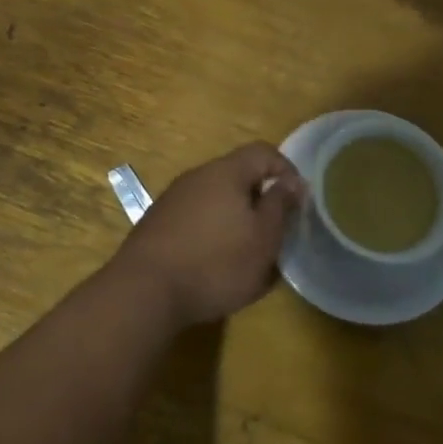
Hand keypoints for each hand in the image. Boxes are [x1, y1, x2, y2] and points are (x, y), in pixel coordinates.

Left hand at [113, 144, 305, 327]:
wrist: (144, 291)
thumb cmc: (216, 263)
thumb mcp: (263, 238)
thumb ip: (280, 205)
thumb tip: (292, 182)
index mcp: (226, 172)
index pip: (263, 152)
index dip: (287, 170)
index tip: (298, 201)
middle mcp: (197, 176)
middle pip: (238, 175)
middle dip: (260, 199)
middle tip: (274, 231)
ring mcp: (173, 199)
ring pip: (216, 198)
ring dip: (235, 218)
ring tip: (246, 251)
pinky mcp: (157, 224)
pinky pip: (196, 218)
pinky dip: (212, 232)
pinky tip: (213, 262)